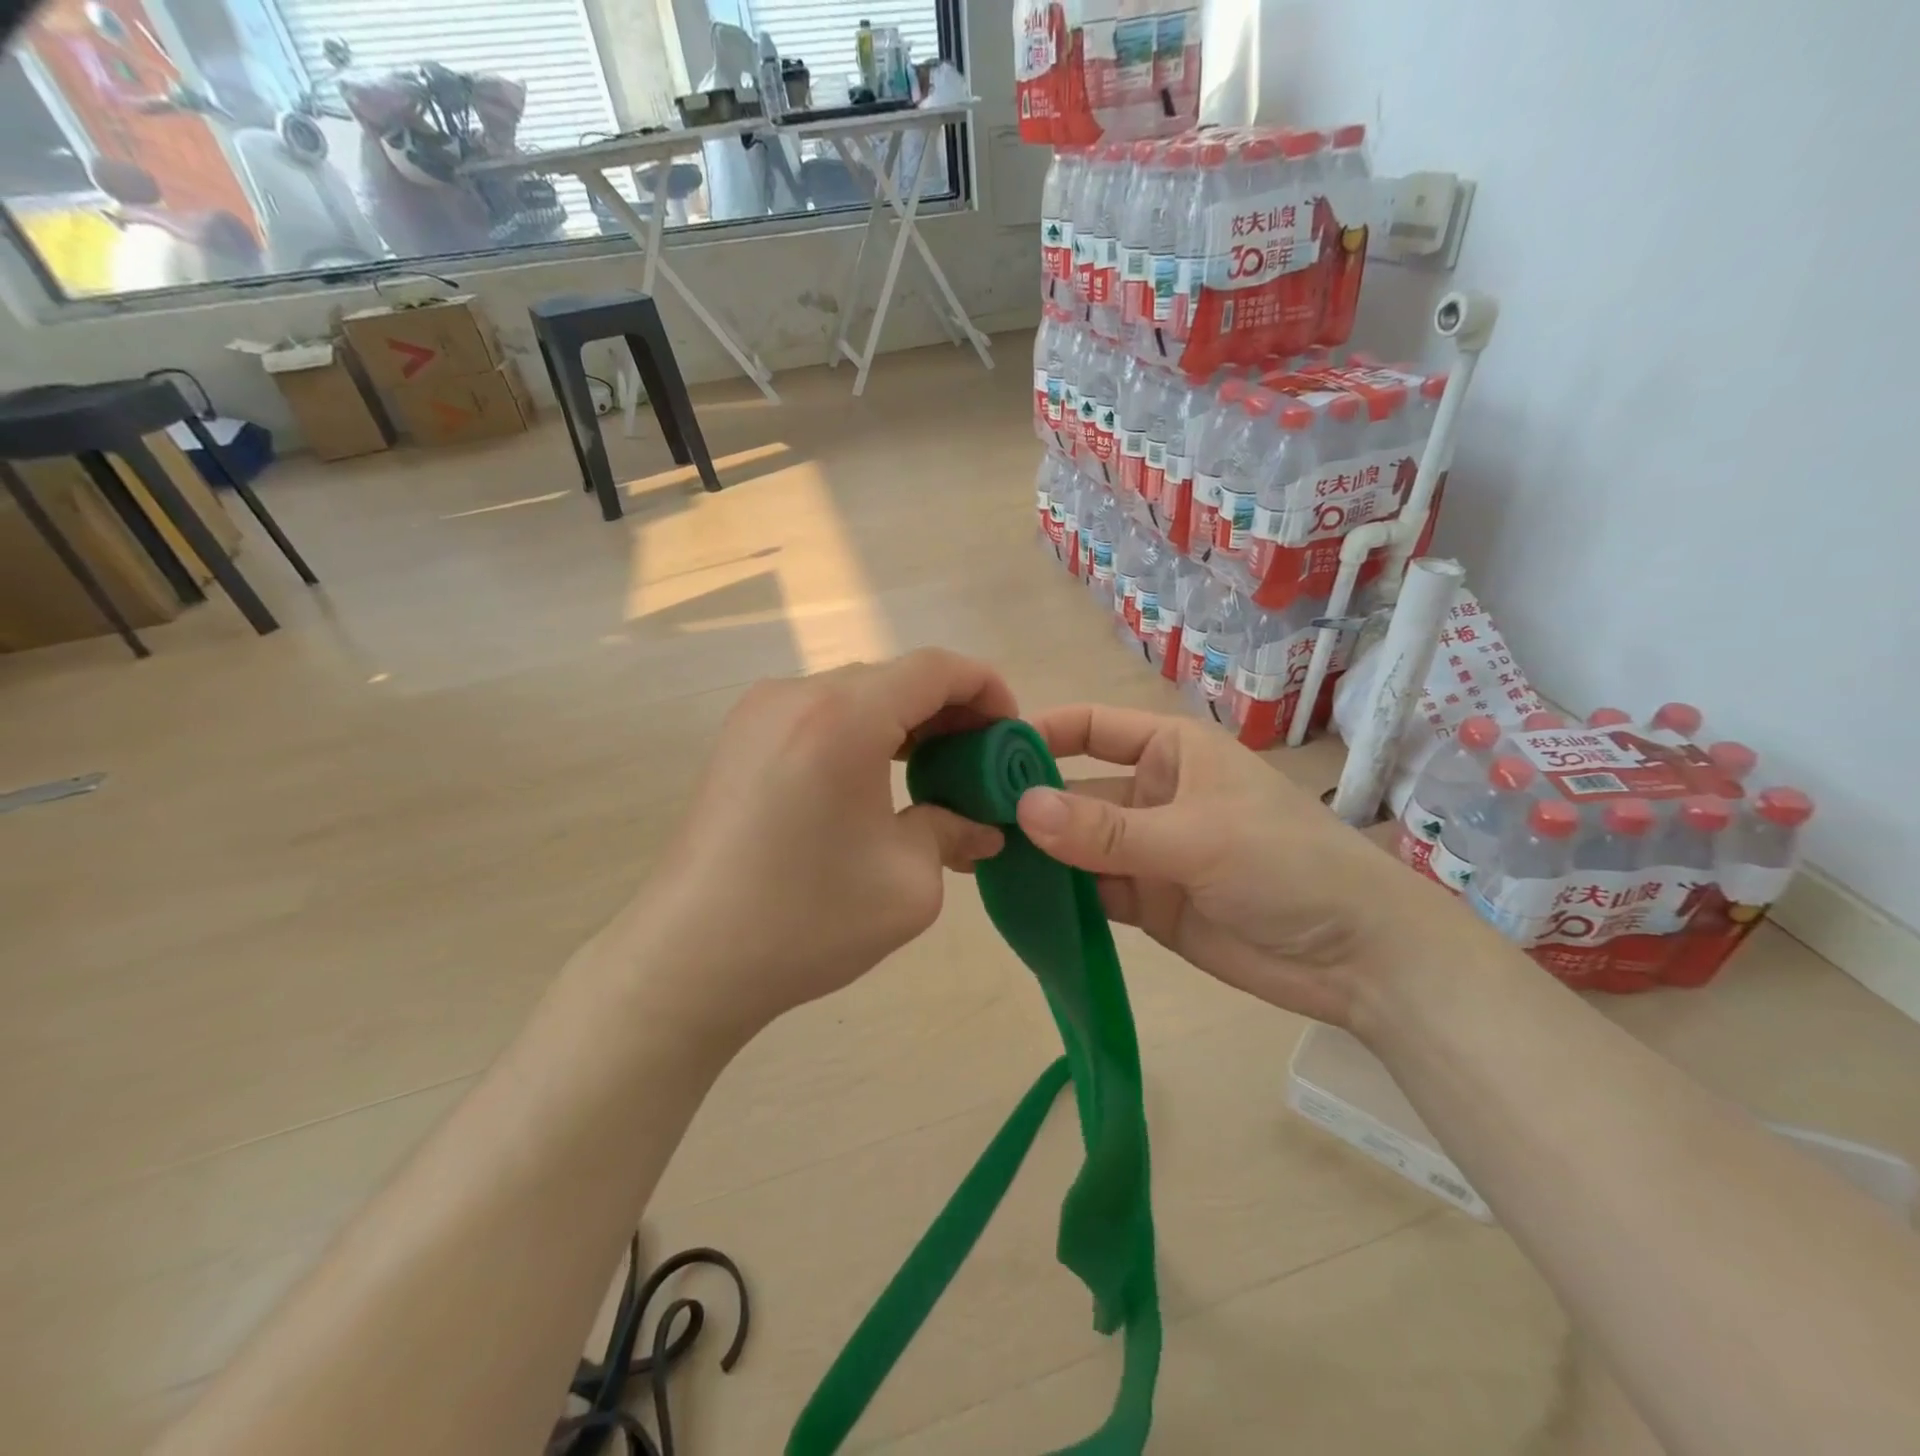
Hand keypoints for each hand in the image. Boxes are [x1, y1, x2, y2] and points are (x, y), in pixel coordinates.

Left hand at [615, 650, 1015, 1039]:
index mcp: (844, 718)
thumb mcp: (909, 883)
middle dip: (948, 710)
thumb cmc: (806, 920)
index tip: (1009, 732)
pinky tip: (874, 780)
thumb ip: (953, 832)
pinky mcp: (739, 739)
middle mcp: (797, 695)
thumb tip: (982, 826)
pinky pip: (819, 714)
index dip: (985, 688)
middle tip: (978, 761)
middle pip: (895, 676)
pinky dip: (861, 732)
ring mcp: (759, 713)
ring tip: (932, 772)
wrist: (689, 960)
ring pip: (856, 693)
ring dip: (903, 721)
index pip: (935, 668)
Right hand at [1013, 704, 1458, 1027]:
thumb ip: (1107, 829)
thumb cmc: (1287, 865)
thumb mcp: (1196, 837)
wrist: (1358, 958)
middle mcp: (1150, 793)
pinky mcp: (1145, 902)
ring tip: (975, 855)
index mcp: (1169, 751)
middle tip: (962, 813)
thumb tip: (1021, 808)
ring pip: (1075, 842)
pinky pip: (1089, 889)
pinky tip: (1016, 896)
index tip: (981, 752)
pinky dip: (1058, 892)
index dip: (1038, 734)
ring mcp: (1145, 850)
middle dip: (1026, 799)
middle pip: (1074, 787)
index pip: (1089, 727)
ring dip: (1036, 849)